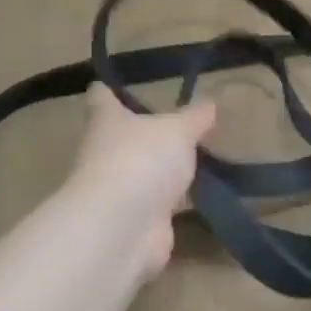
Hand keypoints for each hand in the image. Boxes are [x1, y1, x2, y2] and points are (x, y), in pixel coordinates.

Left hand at [69, 83, 216, 275]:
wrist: (125, 226)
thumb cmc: (143, 159)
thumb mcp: (178, 130)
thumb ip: (194, 118)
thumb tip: (209, 104)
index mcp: (108, 122)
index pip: (101, 99)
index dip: (108, 91)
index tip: (113, 85)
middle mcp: (108, 154)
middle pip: (125, 138)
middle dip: (148, 134)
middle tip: (181, 125)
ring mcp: (123, 190)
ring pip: (147, 173)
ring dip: (167, 170)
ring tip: (202, 160)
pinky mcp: (141, 220)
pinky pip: (164, 205)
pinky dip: (180, 201)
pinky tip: (205, 195)